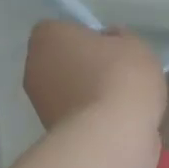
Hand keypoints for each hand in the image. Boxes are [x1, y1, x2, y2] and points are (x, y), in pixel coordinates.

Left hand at [23, 21, 165, 131]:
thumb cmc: (121, 78)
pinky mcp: (53, 134)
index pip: (63, 30)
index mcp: (46, 36)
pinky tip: (118, 125)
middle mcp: (34, 67)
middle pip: (63, 62)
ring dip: (90, 97)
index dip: (88, 38)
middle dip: (86, 69)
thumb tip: (110, 44)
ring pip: (70, 92)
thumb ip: (120, 39)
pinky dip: (94, 120)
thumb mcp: (135, 44)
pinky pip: (79, 118)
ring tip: (123, 105)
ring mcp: (40, 105)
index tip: (112, 50)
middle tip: (119, 77)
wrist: (112, 137)